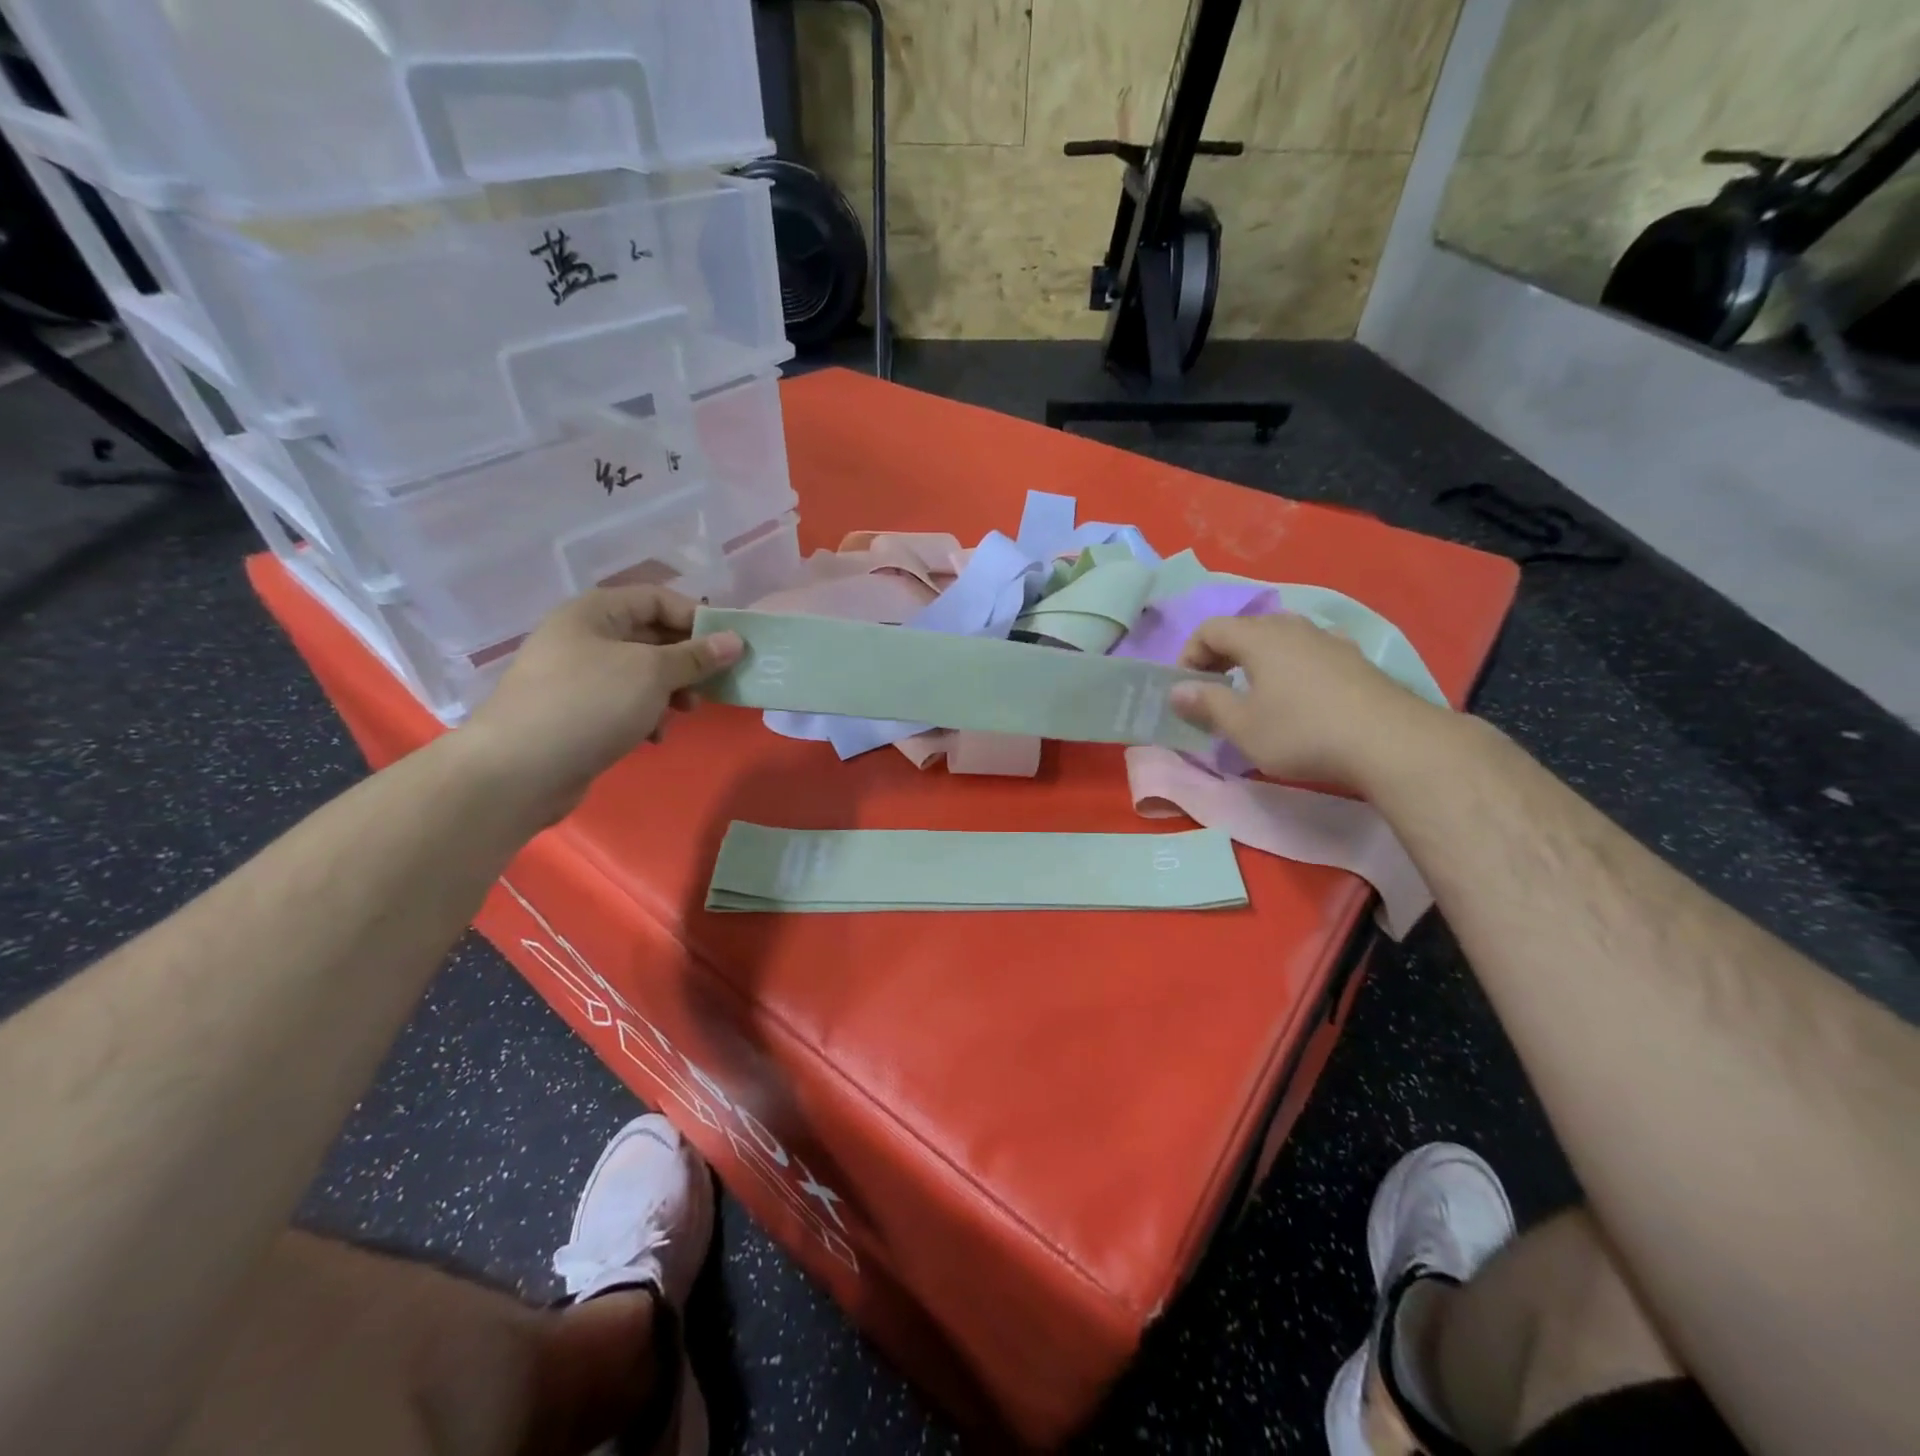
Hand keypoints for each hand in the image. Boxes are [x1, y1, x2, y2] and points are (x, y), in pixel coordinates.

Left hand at [459, 586, 742, 822]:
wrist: (518, 771)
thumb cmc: (590, 704)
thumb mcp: (652, 673)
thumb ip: (696, 655)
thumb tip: (735, 640)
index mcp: (595, 612)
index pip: (657, 598)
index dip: (696, 617)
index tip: (730, 645)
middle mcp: (584, 636)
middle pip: (651, 636)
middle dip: (687, 659)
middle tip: (715, 683)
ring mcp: (577, 676)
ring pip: (641, 672)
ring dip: (671, 690)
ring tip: (686, 712)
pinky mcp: (577, 713)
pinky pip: (624, 702)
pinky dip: (646, 714)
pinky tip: (654, 736)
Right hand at [1170, 614, 1450, 789]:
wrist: (1390, 742)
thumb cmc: (1302, 732)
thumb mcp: (1242, 726)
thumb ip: (1206, 704)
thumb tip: (1177, 690)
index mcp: (1259, 637)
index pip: (1210, 628)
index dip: (1189, 654)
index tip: (1186, 688)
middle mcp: (1293, 627)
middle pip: (1245, 629)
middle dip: (1221, 656)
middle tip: (1214, 690)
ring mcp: (1329, 640)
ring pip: (1280, 639)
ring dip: (1257, 661)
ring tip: (1254, 693)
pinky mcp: (1355, 660)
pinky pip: (1309, 653)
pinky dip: (1290, 667)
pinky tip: (1299, 696)